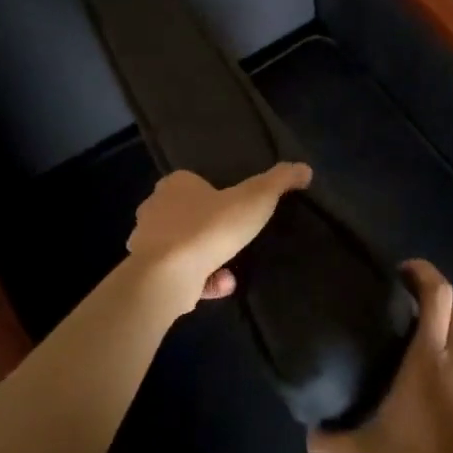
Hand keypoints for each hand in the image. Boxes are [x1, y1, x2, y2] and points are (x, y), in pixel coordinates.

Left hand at [127, 163, 311, 309]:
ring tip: (231, 268)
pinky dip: (201, 280)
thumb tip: (305, 168)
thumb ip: (279, 181)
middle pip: (185, 214)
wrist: (166, 276)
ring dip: (208, 257)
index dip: (214, 193)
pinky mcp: (147, 275)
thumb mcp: (254, 199)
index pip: (193, 182)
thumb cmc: (208, 228)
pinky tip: (222, 285)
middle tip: (235, 238)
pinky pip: (180, 274)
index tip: (235, 207)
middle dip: (210, 227)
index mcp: (175, 185)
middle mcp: (155, 209)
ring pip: (183, 246)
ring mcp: (147, 244)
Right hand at [308, 260, 452, 452]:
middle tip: (404, 317)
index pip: (438, 291)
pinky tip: (449, 406)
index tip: (402, 272)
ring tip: (425, 363)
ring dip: (449, 342)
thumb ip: (332, 442)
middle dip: (432, 304)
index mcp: (431, 355)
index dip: (423, 271)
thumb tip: (310, 436)